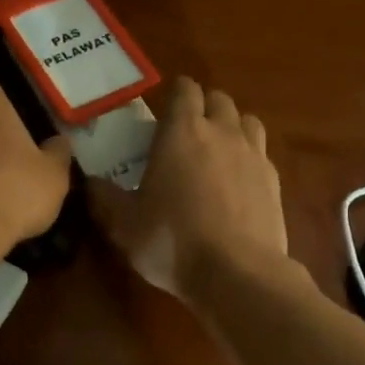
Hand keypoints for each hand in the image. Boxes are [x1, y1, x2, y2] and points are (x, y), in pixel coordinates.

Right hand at [89, 77, 287, 303]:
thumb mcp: (124, 225)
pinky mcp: (275, 182)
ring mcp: (254, 155)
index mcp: (183, 132)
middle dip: (203, 108)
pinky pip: (262, 154)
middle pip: (219, 99)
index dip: (174, 94)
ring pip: (248, 121)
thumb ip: (105, 198)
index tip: (162, 112)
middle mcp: (222, 132)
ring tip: (217, 153)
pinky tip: (237, 185)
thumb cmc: (172, 242)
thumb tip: (90, 181)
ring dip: (231, 128)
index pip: (184, 89)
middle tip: (186, 135)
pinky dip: (249, 159)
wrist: (237, 274)